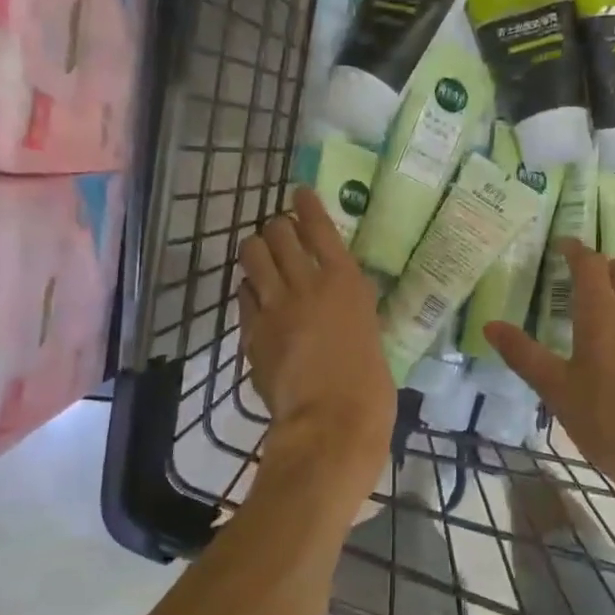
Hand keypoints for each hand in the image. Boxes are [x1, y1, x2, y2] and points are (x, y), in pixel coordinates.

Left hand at [237, 189, 395, 492]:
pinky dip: (249, 289)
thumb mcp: (371, 329)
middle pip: (278, 233)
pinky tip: (255, 295)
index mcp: (344, 281)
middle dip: (277, 227)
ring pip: (252, 255)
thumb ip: (354, 303)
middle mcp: (306, 283)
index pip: (319, 226)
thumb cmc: (369, 383)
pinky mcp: (252, 332)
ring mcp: (274, 307)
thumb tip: (344, 289)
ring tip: (262, 256)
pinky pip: (242, 295)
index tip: (299, 193)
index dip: (306, 205)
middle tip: (281, 233)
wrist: (331, 422)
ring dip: (256, 249)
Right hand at [486, 241, 614, 547]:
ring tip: (604, 313)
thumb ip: (523, 355)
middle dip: (603, 266)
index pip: (590, 265)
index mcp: (603, 316)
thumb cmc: (608, 422)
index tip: (562, 245)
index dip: (575, 249)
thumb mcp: (557, 391)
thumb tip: (490, 325)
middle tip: (581, 279)